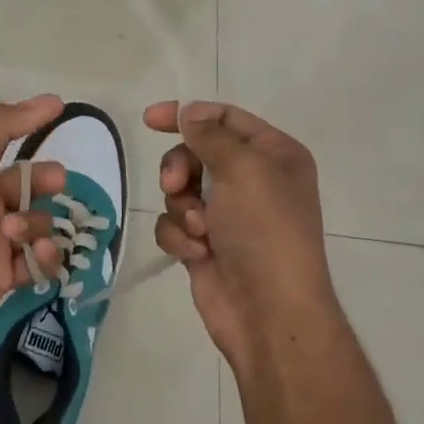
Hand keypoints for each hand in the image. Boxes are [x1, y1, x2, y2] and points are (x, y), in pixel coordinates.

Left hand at [0, 95, 69, 358]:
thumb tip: (50, 102)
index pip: (3, 140)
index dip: (28, 124)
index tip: (61, 111)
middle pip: (29, 183)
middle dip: (47, 179)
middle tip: (55, 182)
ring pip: (39, 223)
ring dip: (36, 223)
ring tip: (12, 232)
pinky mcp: (5, 277)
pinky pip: (40, 262)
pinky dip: (46, 257)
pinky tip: (35, 255)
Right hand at [144, 100, 346, 373]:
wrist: (268, 310)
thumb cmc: (265, 230)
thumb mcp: (244, 169)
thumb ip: (210, 135)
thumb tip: (188, 113)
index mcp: (273, 155)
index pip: (224, 118)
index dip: (187, 114)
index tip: (149, 120)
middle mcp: (252, 180)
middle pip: (194, 153)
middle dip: (179, 169)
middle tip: (176, 185)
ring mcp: (226, 214)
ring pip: (179, 191)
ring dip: (182, 208)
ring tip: (199, 231)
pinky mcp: (203, 243)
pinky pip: (173, 224)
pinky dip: (179, 236)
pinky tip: (196, 253)